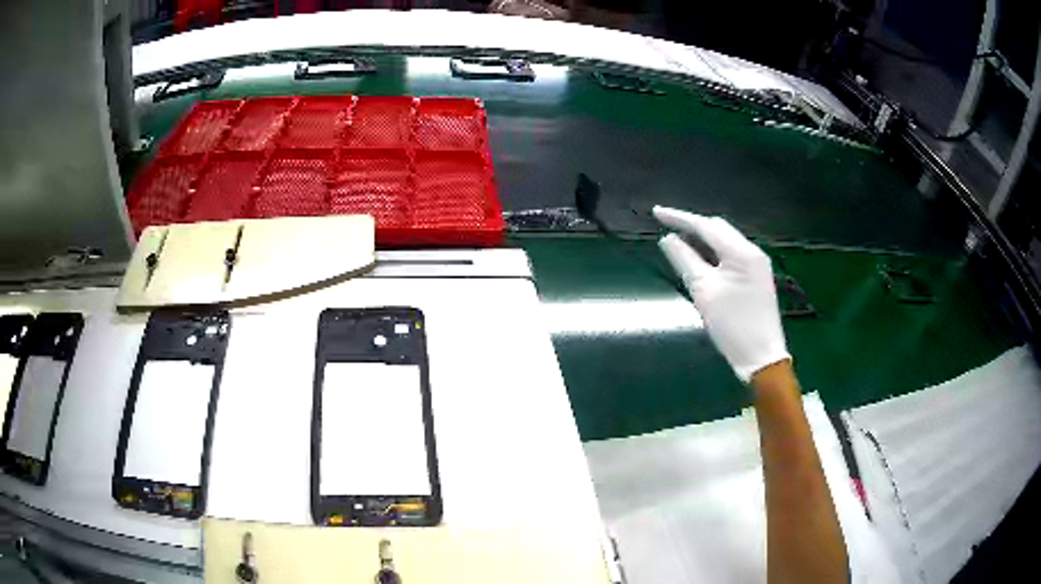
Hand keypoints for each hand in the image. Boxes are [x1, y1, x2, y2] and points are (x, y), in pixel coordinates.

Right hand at [654, 206, 789, 381]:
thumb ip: (684, 260)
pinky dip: (713, 254)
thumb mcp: (704, 291)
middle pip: (718, 229)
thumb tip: (667, 239)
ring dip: (702, 240)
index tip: (656, 213)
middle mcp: (752, 252)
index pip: (706, 226)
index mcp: (741, 252)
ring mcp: (756, 265)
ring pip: (724, 242)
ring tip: (678, 243)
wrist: (761, 356)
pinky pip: (731, 255)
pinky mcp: (756, 277)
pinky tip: (699, 260)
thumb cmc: (732, 325)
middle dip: (692, 226)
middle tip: (666, 229)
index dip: (679, 218)